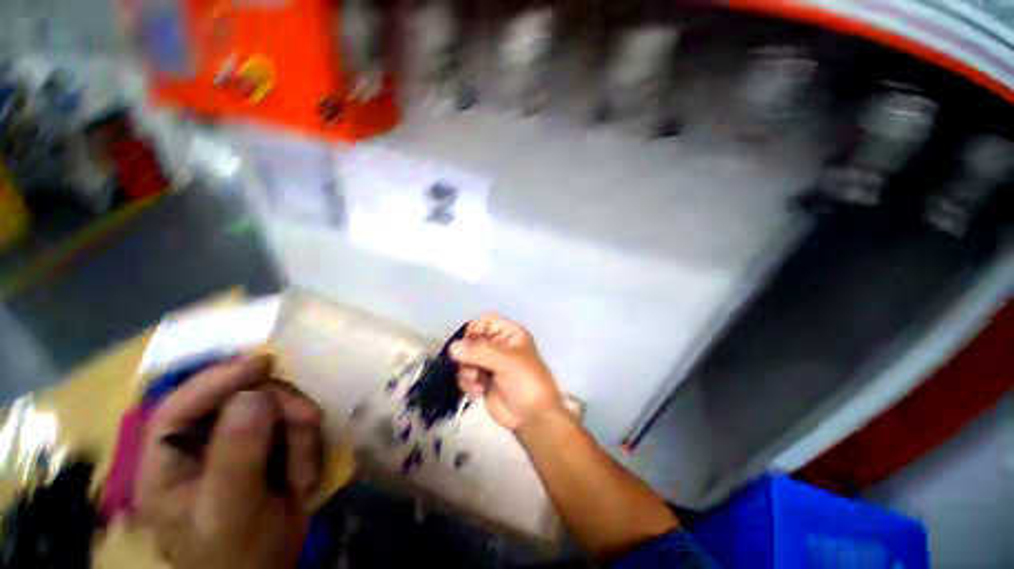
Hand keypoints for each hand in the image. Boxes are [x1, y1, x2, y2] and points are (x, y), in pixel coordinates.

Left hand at [136, 355, 322, 568]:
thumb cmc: (236, 554)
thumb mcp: (231, 511)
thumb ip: (236, 456)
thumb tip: (253, 396)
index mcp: (166, 463)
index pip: (179, 406)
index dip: (217, 379)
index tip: (263, 364)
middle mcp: (199, 445)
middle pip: (237, 399)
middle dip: (279, 408)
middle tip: (307, 424)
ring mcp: (235, 444)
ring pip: (274, 408)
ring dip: (298, 431)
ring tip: (303, 470)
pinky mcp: (265, 446)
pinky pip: (293, 425)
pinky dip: (306, 442)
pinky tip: (303, 473)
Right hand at [449, 314, 562, 429]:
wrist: (532, 417)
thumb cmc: (525, 381)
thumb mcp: (506, 361)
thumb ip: (480, 351)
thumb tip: (452, 347)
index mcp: (509, 334)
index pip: (485, 322)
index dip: (473, 331)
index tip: (465, 345)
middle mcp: (498, 345)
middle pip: (472, 340)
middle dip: (467, 355)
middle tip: (470, 369)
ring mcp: (489, 362)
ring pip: (466, 357)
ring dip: (466, 370)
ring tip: (474, 382)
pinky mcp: (483, 379)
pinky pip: (466, 373)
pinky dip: (467, 381)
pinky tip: (476, 391)